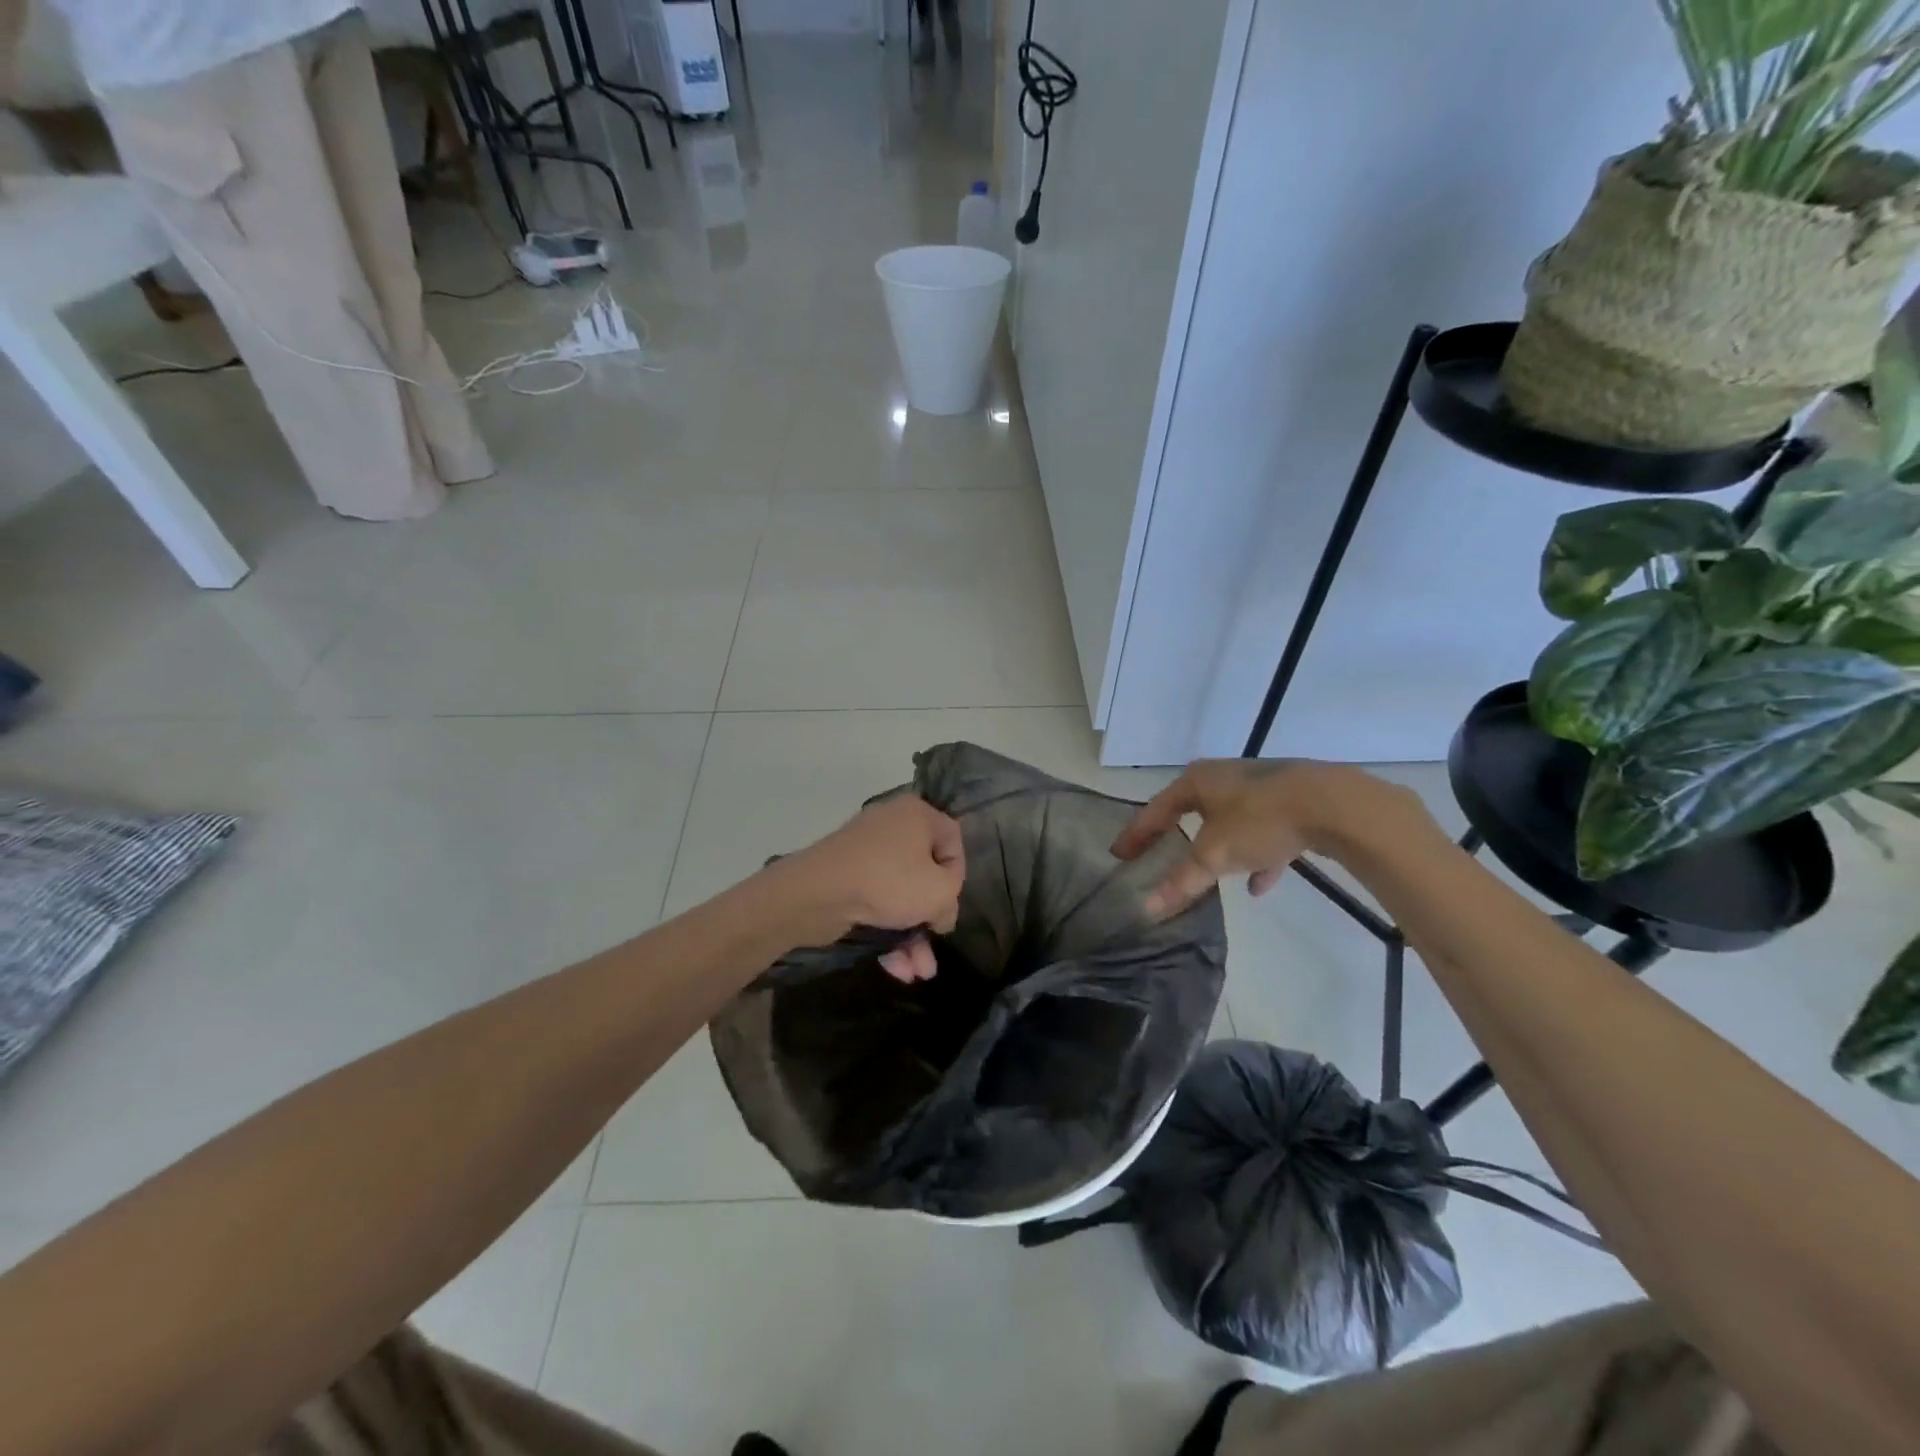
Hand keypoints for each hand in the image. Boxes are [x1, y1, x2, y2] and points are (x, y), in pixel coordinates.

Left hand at [770, 795, 964, 967]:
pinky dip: (888, 932)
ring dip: (912, 936)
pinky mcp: (845, 878)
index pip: (953, 842)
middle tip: (935, 942)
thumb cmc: (888, 882)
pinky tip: (898, 969)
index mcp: (917, 814)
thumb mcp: (939, 892)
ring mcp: (865, 853)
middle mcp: (892, 826)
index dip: (957, 877)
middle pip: (925, 874)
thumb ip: (952, 900)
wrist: (815, 893)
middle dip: (931, 919)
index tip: (948, 904)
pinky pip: (876, 902)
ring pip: (900, 896)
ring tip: (920, 973)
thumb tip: (941, 911)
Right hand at [1111, 759, 1428, 918]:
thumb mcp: (1215, 854)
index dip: (1137, 834)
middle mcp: (1225, 777)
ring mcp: (1262, 787)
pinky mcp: (1293, 801)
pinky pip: (1265, 831)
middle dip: (1178, 836)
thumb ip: (1182, 881)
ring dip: (1220, 847)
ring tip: (1212, 875)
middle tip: (1160, 855)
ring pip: (1231, 821)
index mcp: (1198, 780)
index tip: (1120, 854)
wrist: (1334, 804)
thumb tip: (1146, 908)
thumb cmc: (1260, 820)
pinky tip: (1261, 883)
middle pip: (1192, 810)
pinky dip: (1258, 856)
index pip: (1157, 810)